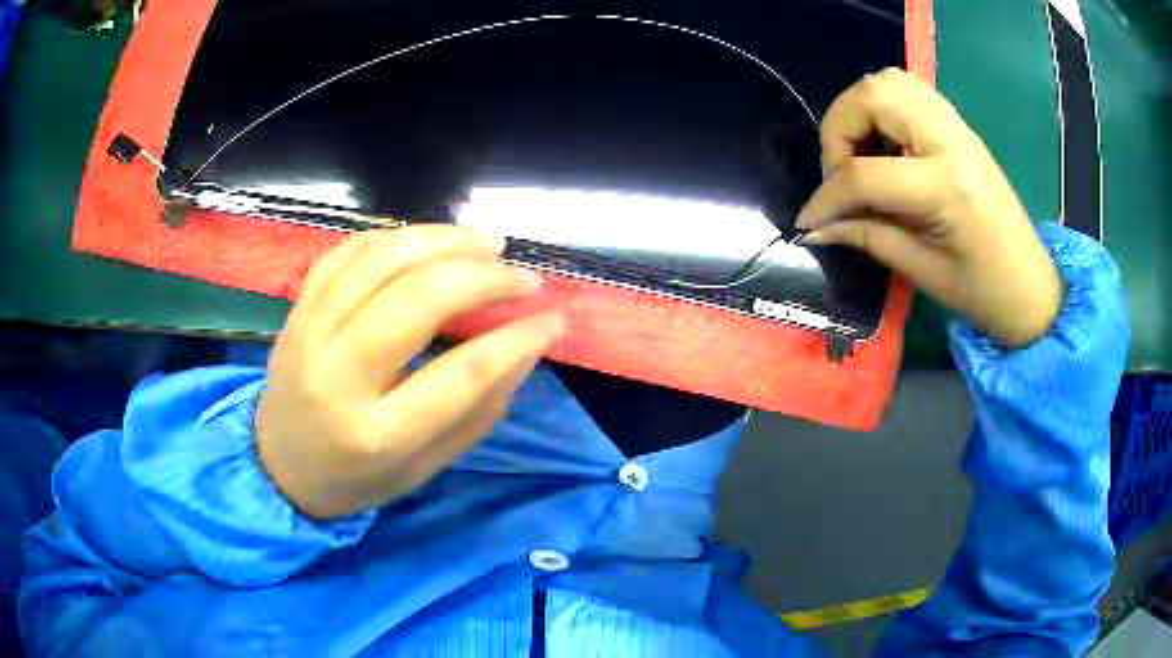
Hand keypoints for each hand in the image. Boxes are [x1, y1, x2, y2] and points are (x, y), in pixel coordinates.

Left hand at [257, 227, 564, 519]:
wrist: (280, 465)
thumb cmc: (358, 477)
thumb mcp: (428, 466)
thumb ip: (479, 409)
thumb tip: (526, 345)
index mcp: (377, 434)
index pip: (460, 374)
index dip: (516, 339)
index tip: (553, 317)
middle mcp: (336, 376)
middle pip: (416, 301)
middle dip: (482, 277)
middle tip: (521, 277)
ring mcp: (308, 333)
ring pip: (379, 260)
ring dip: (441, 240)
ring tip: (485, 243)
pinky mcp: (297, 309)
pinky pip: (347, 252)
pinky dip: (394, 237)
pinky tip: (427, 241)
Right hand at [797, 68, 1062, 347]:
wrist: (1032, 287)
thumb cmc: (983, 292)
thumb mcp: (922, 272)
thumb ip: (867, 237)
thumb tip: (816, 229)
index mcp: (946, 187)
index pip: (865, 172)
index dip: (827, 197)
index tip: (809, 221)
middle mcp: (951, 141)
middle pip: (874, 95)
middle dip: (839, 129)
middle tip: (840, 173)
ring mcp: (957, 127)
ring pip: (890, 81)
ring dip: (860, 111)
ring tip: (860, 155)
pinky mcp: (959, 127)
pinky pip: (909, 92)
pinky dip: (883, 109)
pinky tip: (885, 148)